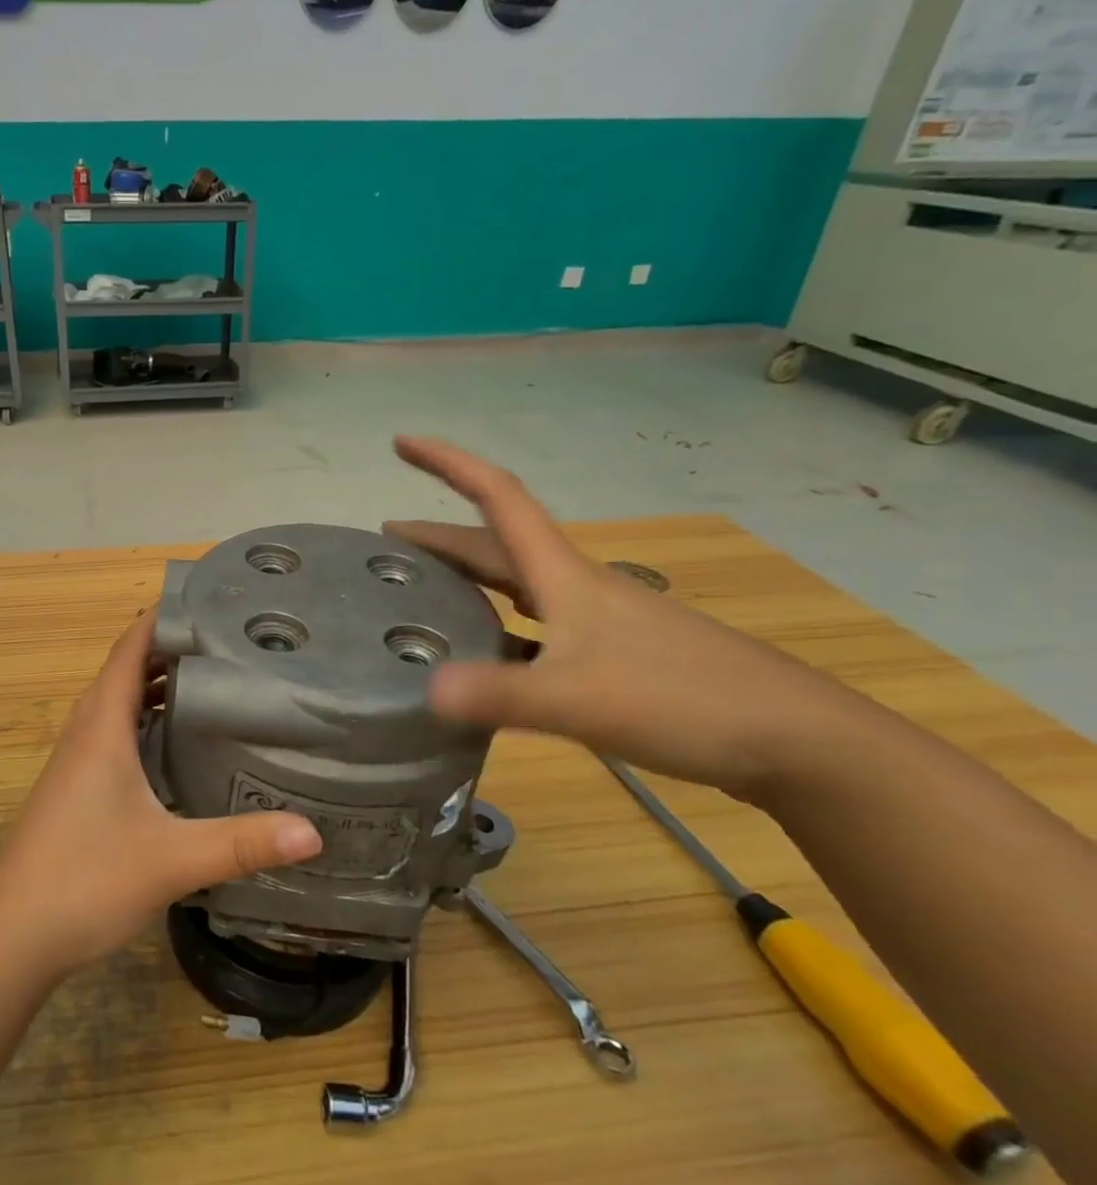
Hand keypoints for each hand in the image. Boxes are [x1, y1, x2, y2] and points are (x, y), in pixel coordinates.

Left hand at [0, 612, 321, 977]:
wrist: (10, 937)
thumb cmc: (84, 879)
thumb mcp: (171, 859)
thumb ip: (240, 844)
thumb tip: (312, 831)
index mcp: (102, 725)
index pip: (130, 648)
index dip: (164, 618)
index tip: (210, 603)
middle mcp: (86, 731)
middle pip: (128, 670)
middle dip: (172, 649)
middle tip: (230, 642)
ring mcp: (77, 761)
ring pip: (121, 704)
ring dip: (159, 686)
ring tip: (215, 682)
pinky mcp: (77, 789)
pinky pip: (116, 734)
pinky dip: (147, 721)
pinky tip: (178, 746)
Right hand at [385, 437, 870, 803]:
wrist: (799, 741)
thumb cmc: (685, 699)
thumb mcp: (579, 699)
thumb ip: (501, 695)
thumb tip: (425, 691)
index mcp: (563, 576)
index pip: (497, 498)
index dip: (449, 464)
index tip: (402, 443)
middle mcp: (576, 587)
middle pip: (496, 545)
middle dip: (439, 535)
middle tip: (386, 543)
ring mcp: (597, 622)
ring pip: (515, 587)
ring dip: (466, 579)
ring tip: (420, 593)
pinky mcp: (613, 658)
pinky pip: (535, 629)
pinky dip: (498, 630)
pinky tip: (484, 659)